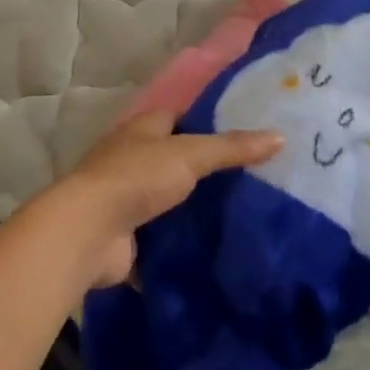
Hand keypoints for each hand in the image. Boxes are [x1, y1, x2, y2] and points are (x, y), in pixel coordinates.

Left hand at [57, 108, 282, 288]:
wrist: (89, 231)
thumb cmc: (137, 177)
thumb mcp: (189, 155)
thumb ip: (231, 148)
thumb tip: (280, 136)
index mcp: (143, 128)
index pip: (179, 117)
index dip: (208, 122)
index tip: (245, 134)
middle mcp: (132, 157)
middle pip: (174, 159)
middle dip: (204, 170)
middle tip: (253, 181)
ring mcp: (126, 197)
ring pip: (168, 199)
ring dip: (192, 209)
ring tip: (241, 217)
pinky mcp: (126, 235)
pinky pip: (161, 237)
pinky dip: (180, 244)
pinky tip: (214, 252)